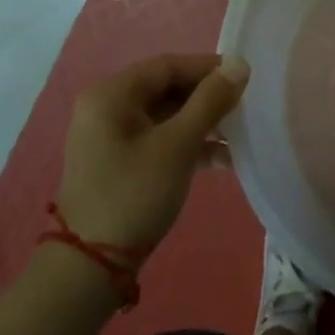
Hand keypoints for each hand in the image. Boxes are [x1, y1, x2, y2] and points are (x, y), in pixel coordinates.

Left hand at [56, 53, 250, 256]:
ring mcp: (110, 136)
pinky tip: (221, 159)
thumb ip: (211, 100)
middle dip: (207, 98)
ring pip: (166, 115)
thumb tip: (240, 65)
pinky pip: (158, 138)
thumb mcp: (178, 144)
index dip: (209, 68)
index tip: (245, 77)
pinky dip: (187, 143)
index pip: (169, 66)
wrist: (90, 269)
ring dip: (201, 123)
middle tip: (244, 106)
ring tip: (238, 134)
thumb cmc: (134, 194)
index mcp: (112, 94)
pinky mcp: (118, 162)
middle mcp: (107, 107)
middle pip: (167, 88)